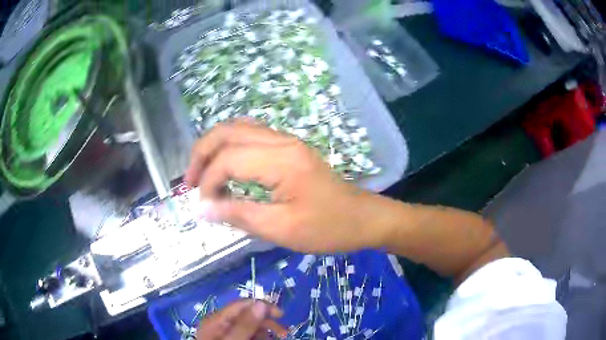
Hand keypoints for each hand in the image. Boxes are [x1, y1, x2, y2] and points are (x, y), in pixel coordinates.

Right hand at [185, 119, 384, 252]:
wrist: (363, 218)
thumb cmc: (328, 228)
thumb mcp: (281, 229)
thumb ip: (239, 215)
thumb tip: (202, 209)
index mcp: (280, 160)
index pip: (228, 159)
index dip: (207, 180)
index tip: (202, 205)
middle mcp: (282, 141)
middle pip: (228, 131)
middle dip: (202, 152)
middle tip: (189, 180)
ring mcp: (287, 141)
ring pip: (239, 128)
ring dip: (215, 146)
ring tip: (202, 172)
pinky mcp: (290, 147)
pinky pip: (252, 135)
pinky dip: (231, 146)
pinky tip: (226, 166)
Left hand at [196, 300, 285, 339]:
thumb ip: (245, 325)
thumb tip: (260, 304)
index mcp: (216, 320)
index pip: (241, 304)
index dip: (262, 306)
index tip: (281, 316)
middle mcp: (221, 324)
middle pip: (248, 315)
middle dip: (267, 323)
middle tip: (284, 333)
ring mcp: (226, 333)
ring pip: (251, 327)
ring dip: (264, 333)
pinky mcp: (232, 339)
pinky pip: (249, 335)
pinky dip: (259, 338)